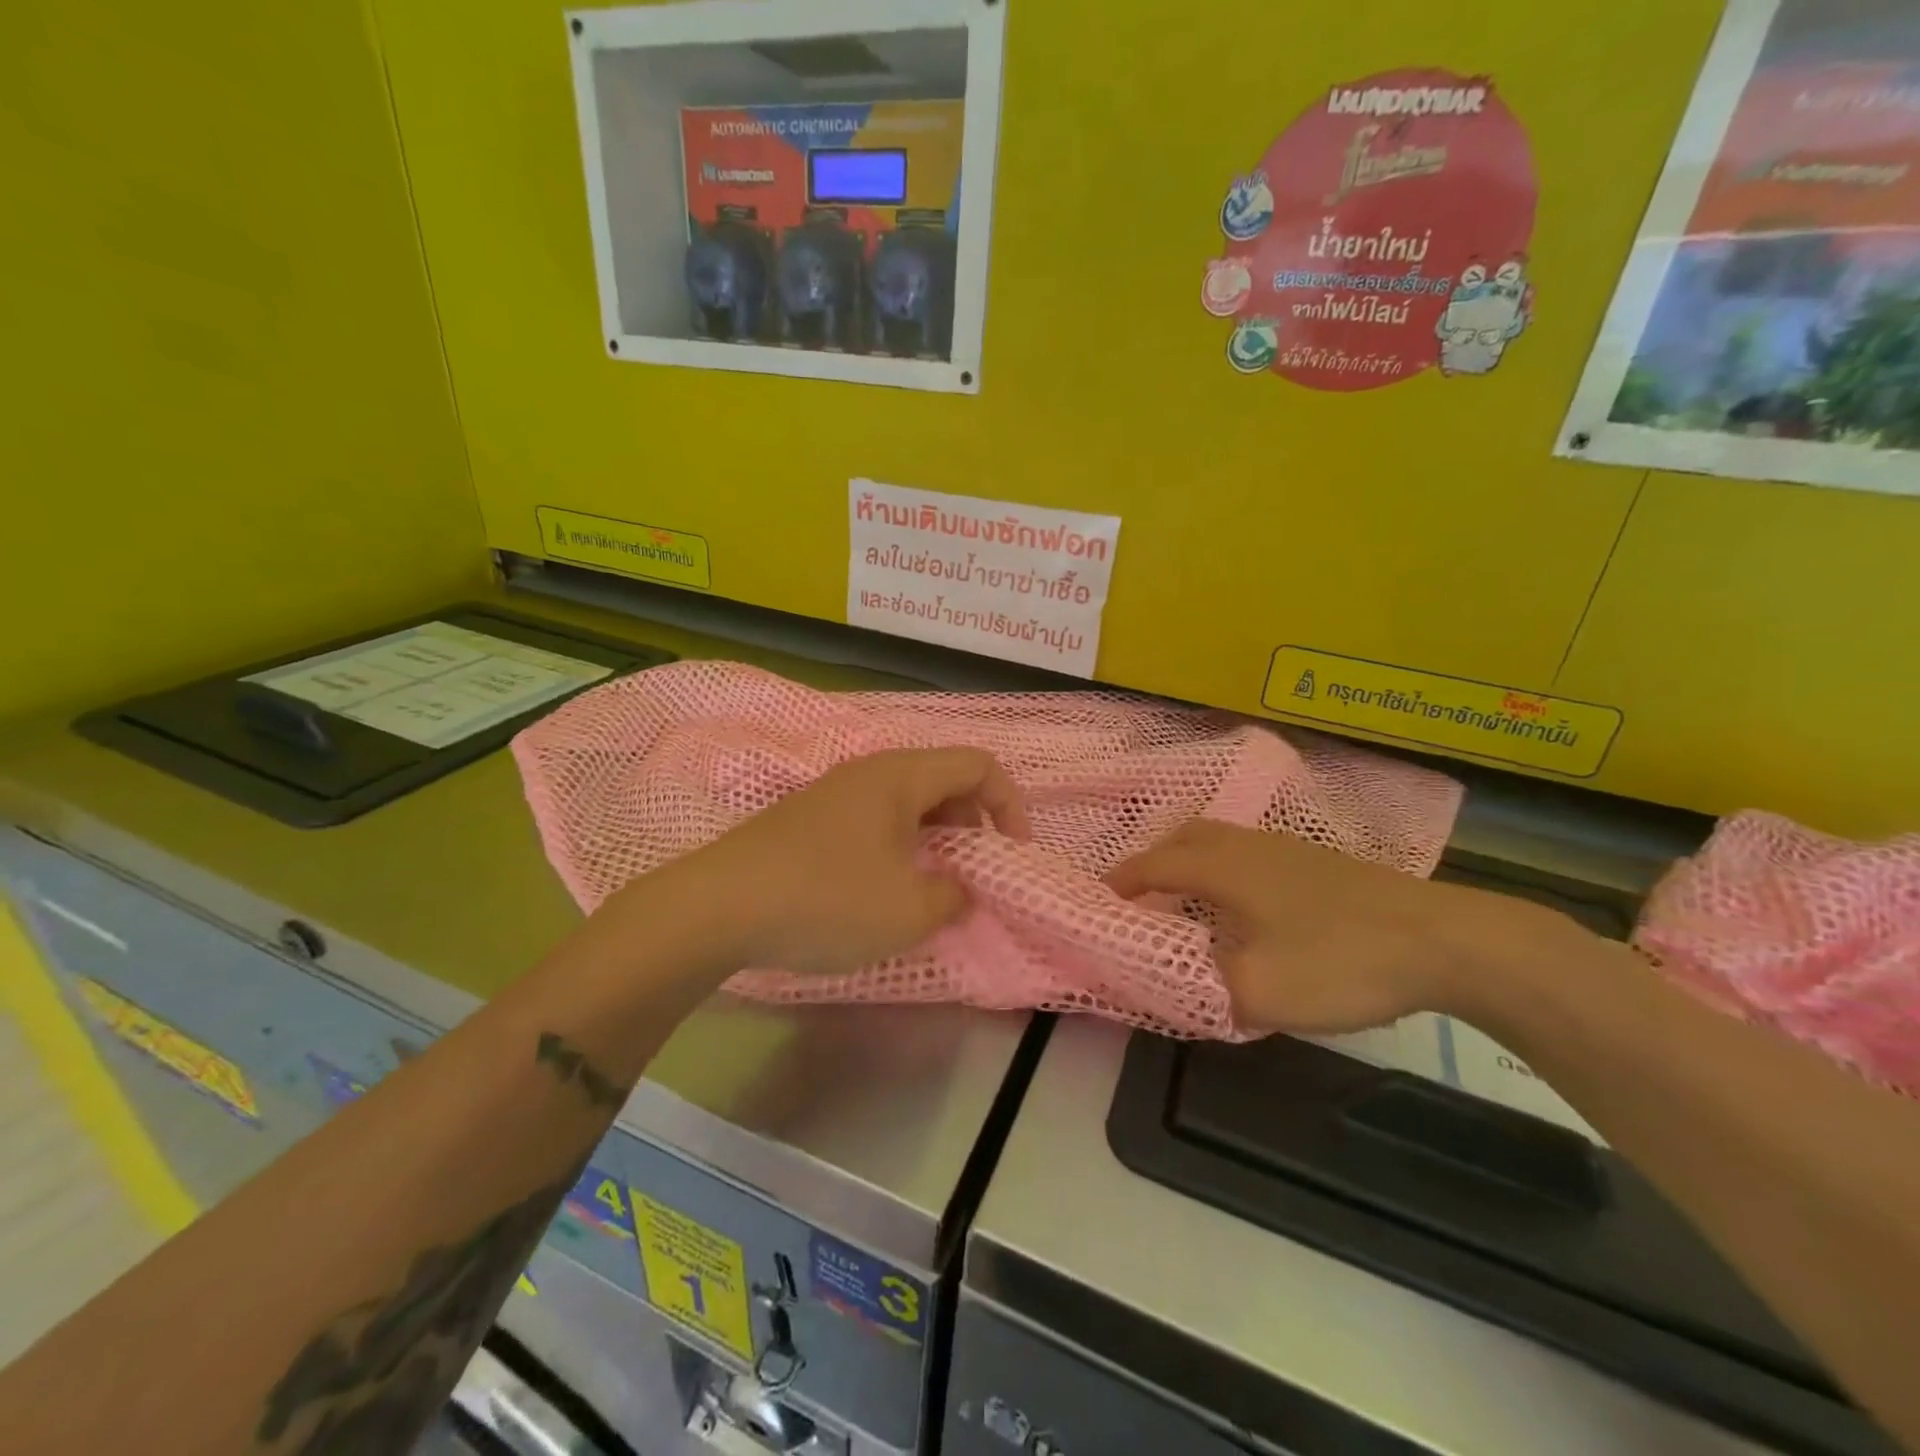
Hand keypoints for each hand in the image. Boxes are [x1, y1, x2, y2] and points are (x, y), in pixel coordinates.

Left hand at [663, 748, 1030, 977]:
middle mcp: (870, 772)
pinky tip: (883, 889)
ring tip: (932, 887)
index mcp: (901, 777)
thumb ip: (953, 898)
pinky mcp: (809, 820)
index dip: (1010, 805)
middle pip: (943, 779)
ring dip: (935, 838)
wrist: (716, 907)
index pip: (979, 765)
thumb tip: (961, 890)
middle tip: (971, 874)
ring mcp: (834, 794)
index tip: (1014, 855)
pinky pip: (874, 820)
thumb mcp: (908, 910)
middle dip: (973, 824)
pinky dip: (899, 847)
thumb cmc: (825, 899)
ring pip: (907, 802)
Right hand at [1105, 819, 1541, 1034]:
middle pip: (1186, 837)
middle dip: (1154, 860)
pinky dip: (1226, 869)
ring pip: (1221, 841)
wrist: (1443, 942)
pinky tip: (1247, 906)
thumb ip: (1203, 991)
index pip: (1155, 864)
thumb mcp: (1259, 991)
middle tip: (1141, 894)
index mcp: (1224, 868)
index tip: (1100, 898)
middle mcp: (1248, 846)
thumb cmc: (1339, 960)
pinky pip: (1250, 852)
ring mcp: (1288, 848)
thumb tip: (1172, 985)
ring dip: (1192, 862)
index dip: (1122, 880)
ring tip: (1188, 900)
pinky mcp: (1320, 862)